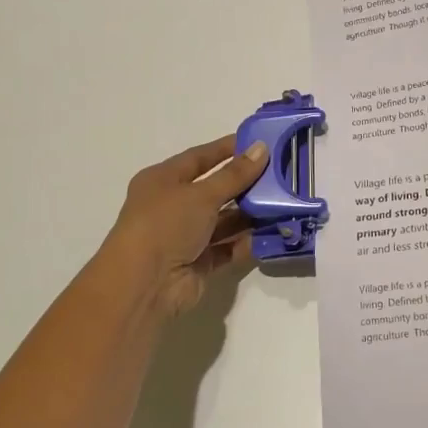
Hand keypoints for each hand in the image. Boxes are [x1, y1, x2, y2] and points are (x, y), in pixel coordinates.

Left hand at [94, 135, 269, 322]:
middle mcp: (172, 206)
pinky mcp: (199, 261)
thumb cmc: (165, 225)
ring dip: (250, 212)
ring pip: (223, 219)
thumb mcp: (202, 194)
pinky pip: (228, 246)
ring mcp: (185, 236)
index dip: (226, 149)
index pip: (199, 157)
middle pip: (214, 189)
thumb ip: (235, 174)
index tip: (257, 142)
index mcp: (162, 181)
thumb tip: (261, 148)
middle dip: (245, 182)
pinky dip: (247, 240)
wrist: (144, 285)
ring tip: (283, 201)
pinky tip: (273, 231)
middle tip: (280, 172)